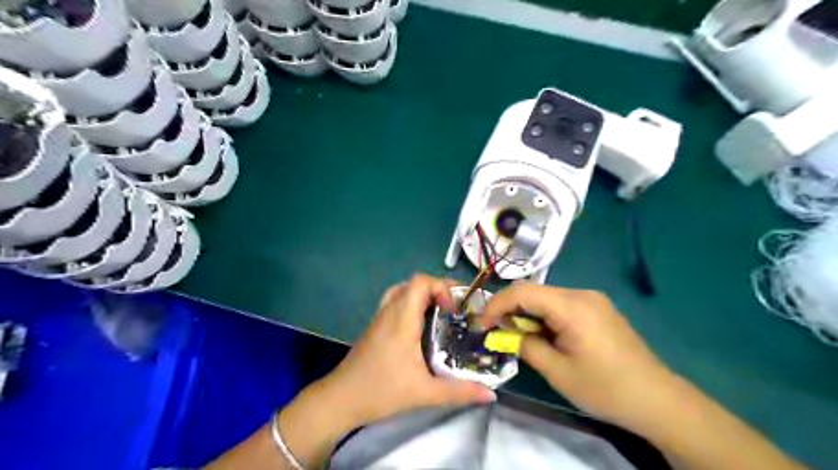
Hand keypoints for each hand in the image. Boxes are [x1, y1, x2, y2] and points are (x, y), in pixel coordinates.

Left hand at [317, 273, 491, 429]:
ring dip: (423, 296)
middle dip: (437, 289)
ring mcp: (380, 318)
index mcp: (402, 319)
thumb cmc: (381, 391)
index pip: (420, 282)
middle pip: (413, 283)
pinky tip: (420, 327)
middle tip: (454, 309)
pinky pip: (395, 302)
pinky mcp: (375, 327)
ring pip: (402, 291)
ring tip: (440, 314)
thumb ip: (459, 392)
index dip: (441, 286)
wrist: (340, 400)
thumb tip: (491, 394)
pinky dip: (411, 304)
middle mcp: (390, 311)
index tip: (454, 308)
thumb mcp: (424, 393)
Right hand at [482, 282, 675, 432]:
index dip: (496, 305)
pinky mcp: (598, 308)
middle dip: (510, 309)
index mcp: (572, 306)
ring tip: (517, 335)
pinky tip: (543, 334)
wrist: (657, 399)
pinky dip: (544, 315)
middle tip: (496, 331)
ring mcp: (592, 299)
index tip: (481, 324)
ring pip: (546, 297)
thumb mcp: (557, 371)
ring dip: (527, 313)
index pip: (522, 292)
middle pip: (534, 291)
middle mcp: (582, 294)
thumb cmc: (605, 388)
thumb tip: (507, 333)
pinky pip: (561, 304)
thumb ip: (526, 345)